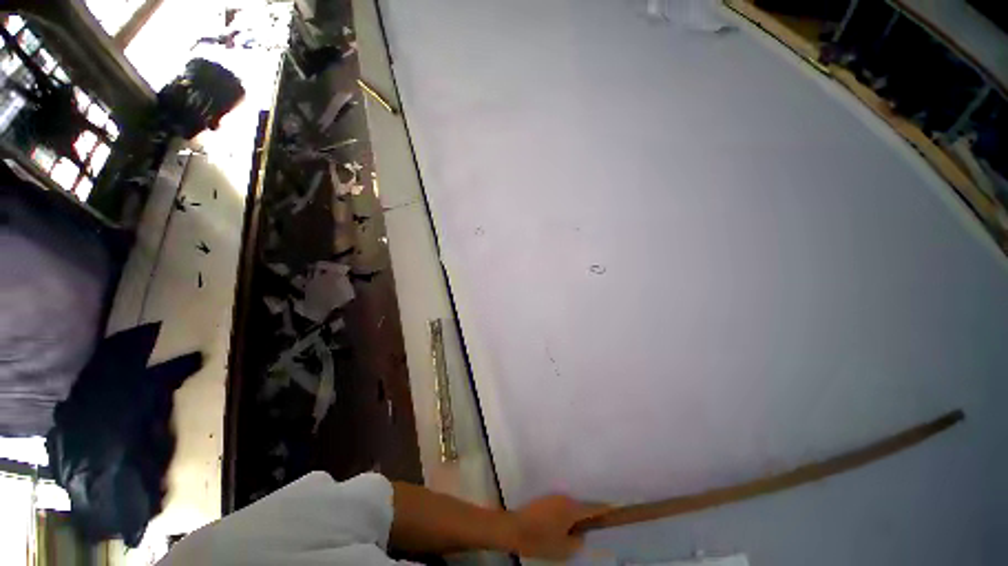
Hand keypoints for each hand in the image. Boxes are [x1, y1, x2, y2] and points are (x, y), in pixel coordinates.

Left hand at [507, 495, 609, 559]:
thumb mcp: (564, 549)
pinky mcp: (545, 500)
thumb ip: (578, 541)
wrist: (515, 528)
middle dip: (589, 514)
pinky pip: (561, 505)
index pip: (593, 507)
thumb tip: (581, 534)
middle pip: (582, 504)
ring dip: (576, 514)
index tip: (616, 508)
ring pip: (571, 505)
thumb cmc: (541, 540)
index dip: (605, 509)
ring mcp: (553, 497)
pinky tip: (563, 525)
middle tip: (596, 524)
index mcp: (572, 508)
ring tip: (578, 527)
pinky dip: (566, 514)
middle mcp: (564, 498)